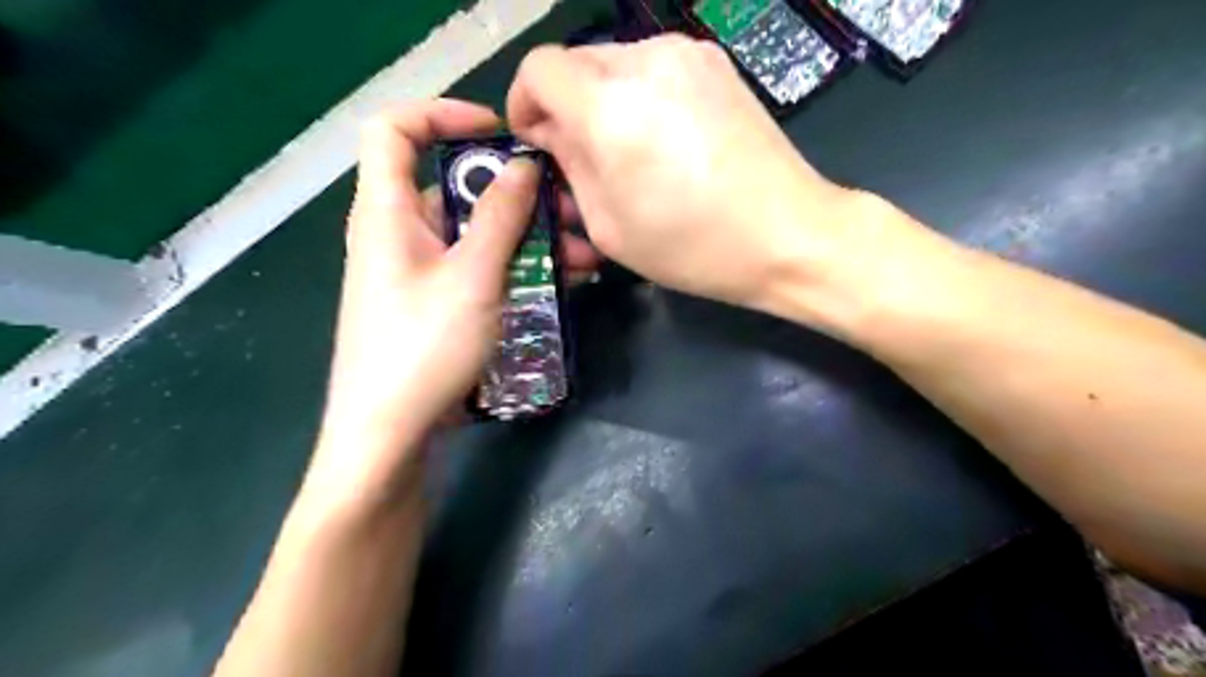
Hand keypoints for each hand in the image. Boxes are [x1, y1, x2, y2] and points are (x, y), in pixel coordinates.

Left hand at [306, 99, 598, 505]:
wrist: (389, 435)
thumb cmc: (423, 349)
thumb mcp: (472, 277)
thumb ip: (499, 216)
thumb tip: (522, 166)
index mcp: (387, 212)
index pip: (395, 130)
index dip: (443, 115)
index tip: (500, 134)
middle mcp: (400, 235)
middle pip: (455, 190)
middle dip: (518, 195)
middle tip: (572, 210)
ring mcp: (421, 274)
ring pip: (477, 236)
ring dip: (529, 239)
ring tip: (585, 256)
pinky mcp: (437, 306)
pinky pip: (480, 270)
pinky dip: (517, 269)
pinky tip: (565, 283)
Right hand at [505, 35, 908, 318]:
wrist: (787, 234)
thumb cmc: (691, 245)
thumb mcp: (609, 226)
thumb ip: (569, 168)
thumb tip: (553, 134)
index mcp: (608, 106)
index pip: (538, 69)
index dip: (525, 103)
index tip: (539, 142)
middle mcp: (644, 60)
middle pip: (576, 62)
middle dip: (566, 106)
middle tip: (584, 158)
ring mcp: (687, 54)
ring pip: (616, 62)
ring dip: (605, 101)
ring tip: (630, 152)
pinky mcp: (717, 62)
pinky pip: (656, 67)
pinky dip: (642, 95)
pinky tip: (666, 139)